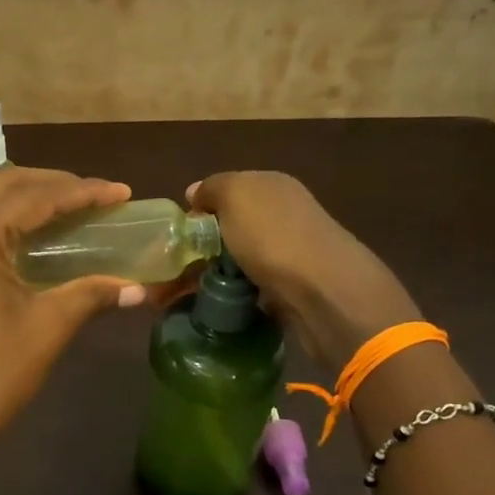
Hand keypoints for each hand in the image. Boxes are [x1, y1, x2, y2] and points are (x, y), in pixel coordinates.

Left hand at [0, 169, 146, 481]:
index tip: (123, 192)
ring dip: (28, 199)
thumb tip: (138, 289)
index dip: (84, 191)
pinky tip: (33, 238)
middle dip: (54, 185)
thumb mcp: (46, 327)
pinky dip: (6, 222)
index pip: (35, 196)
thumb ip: (90, 294)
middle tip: (98, 196)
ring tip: (71, 209)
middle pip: (5, 186)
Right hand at [187, 172, 418, 367]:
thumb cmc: (274, 237)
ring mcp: (290, 253)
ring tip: (184, 297)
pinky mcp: (292, 288)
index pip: (225, 191)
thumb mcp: (236, 195)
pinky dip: (233, 297)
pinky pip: (252, 288)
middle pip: (231, 228)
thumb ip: (213, 188)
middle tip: (170, 274)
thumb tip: (196, 193)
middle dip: (201, 249)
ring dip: (213, 277)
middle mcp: (283, 214)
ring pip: (239, 261)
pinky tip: (217, 307)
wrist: (324, 293)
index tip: (173, 238)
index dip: (197, 211)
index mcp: (272, 186)